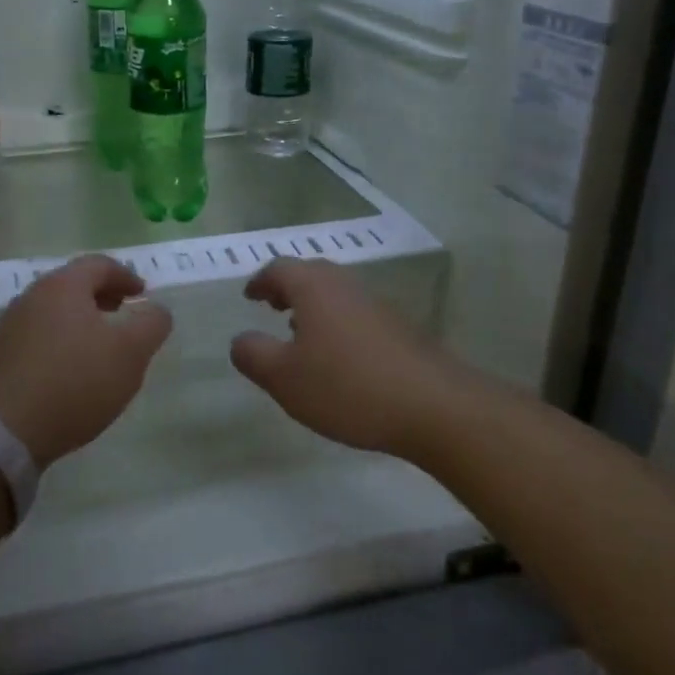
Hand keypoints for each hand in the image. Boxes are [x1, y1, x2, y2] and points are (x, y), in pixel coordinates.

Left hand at [0, 255, 172, 467]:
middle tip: (122, 316)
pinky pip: (37, 338)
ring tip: (98, 348)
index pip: (99, 264)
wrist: (5, 431)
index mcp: (63, 286)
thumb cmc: (75, 382)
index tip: (142, 296)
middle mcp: (31, 297)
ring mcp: (9, 327)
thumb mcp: (130, 352)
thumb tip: (156, 310)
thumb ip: (151, 324)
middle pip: (73, 285)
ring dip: (79, 322)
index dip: (126, 276)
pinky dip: (59, 343)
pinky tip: (68, 373)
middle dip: (102, 297)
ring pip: (53, 312)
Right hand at [230, 258, 469, 459]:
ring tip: (300, 335)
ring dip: (314, 307)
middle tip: (272, 308)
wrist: (433, 406)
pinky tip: (339, 359)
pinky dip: (338, 325)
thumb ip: (253, 355)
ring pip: (337, 295)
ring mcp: (378, 306)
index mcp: (314, 288)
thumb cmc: (347, 387)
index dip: (260, 281)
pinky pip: (357, 315)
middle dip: (288, 289)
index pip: (280, 269)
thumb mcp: (284, 378)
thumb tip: (241, 340)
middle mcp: (346, 286)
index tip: (249, 297)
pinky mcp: (400, 329)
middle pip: (311, 274)